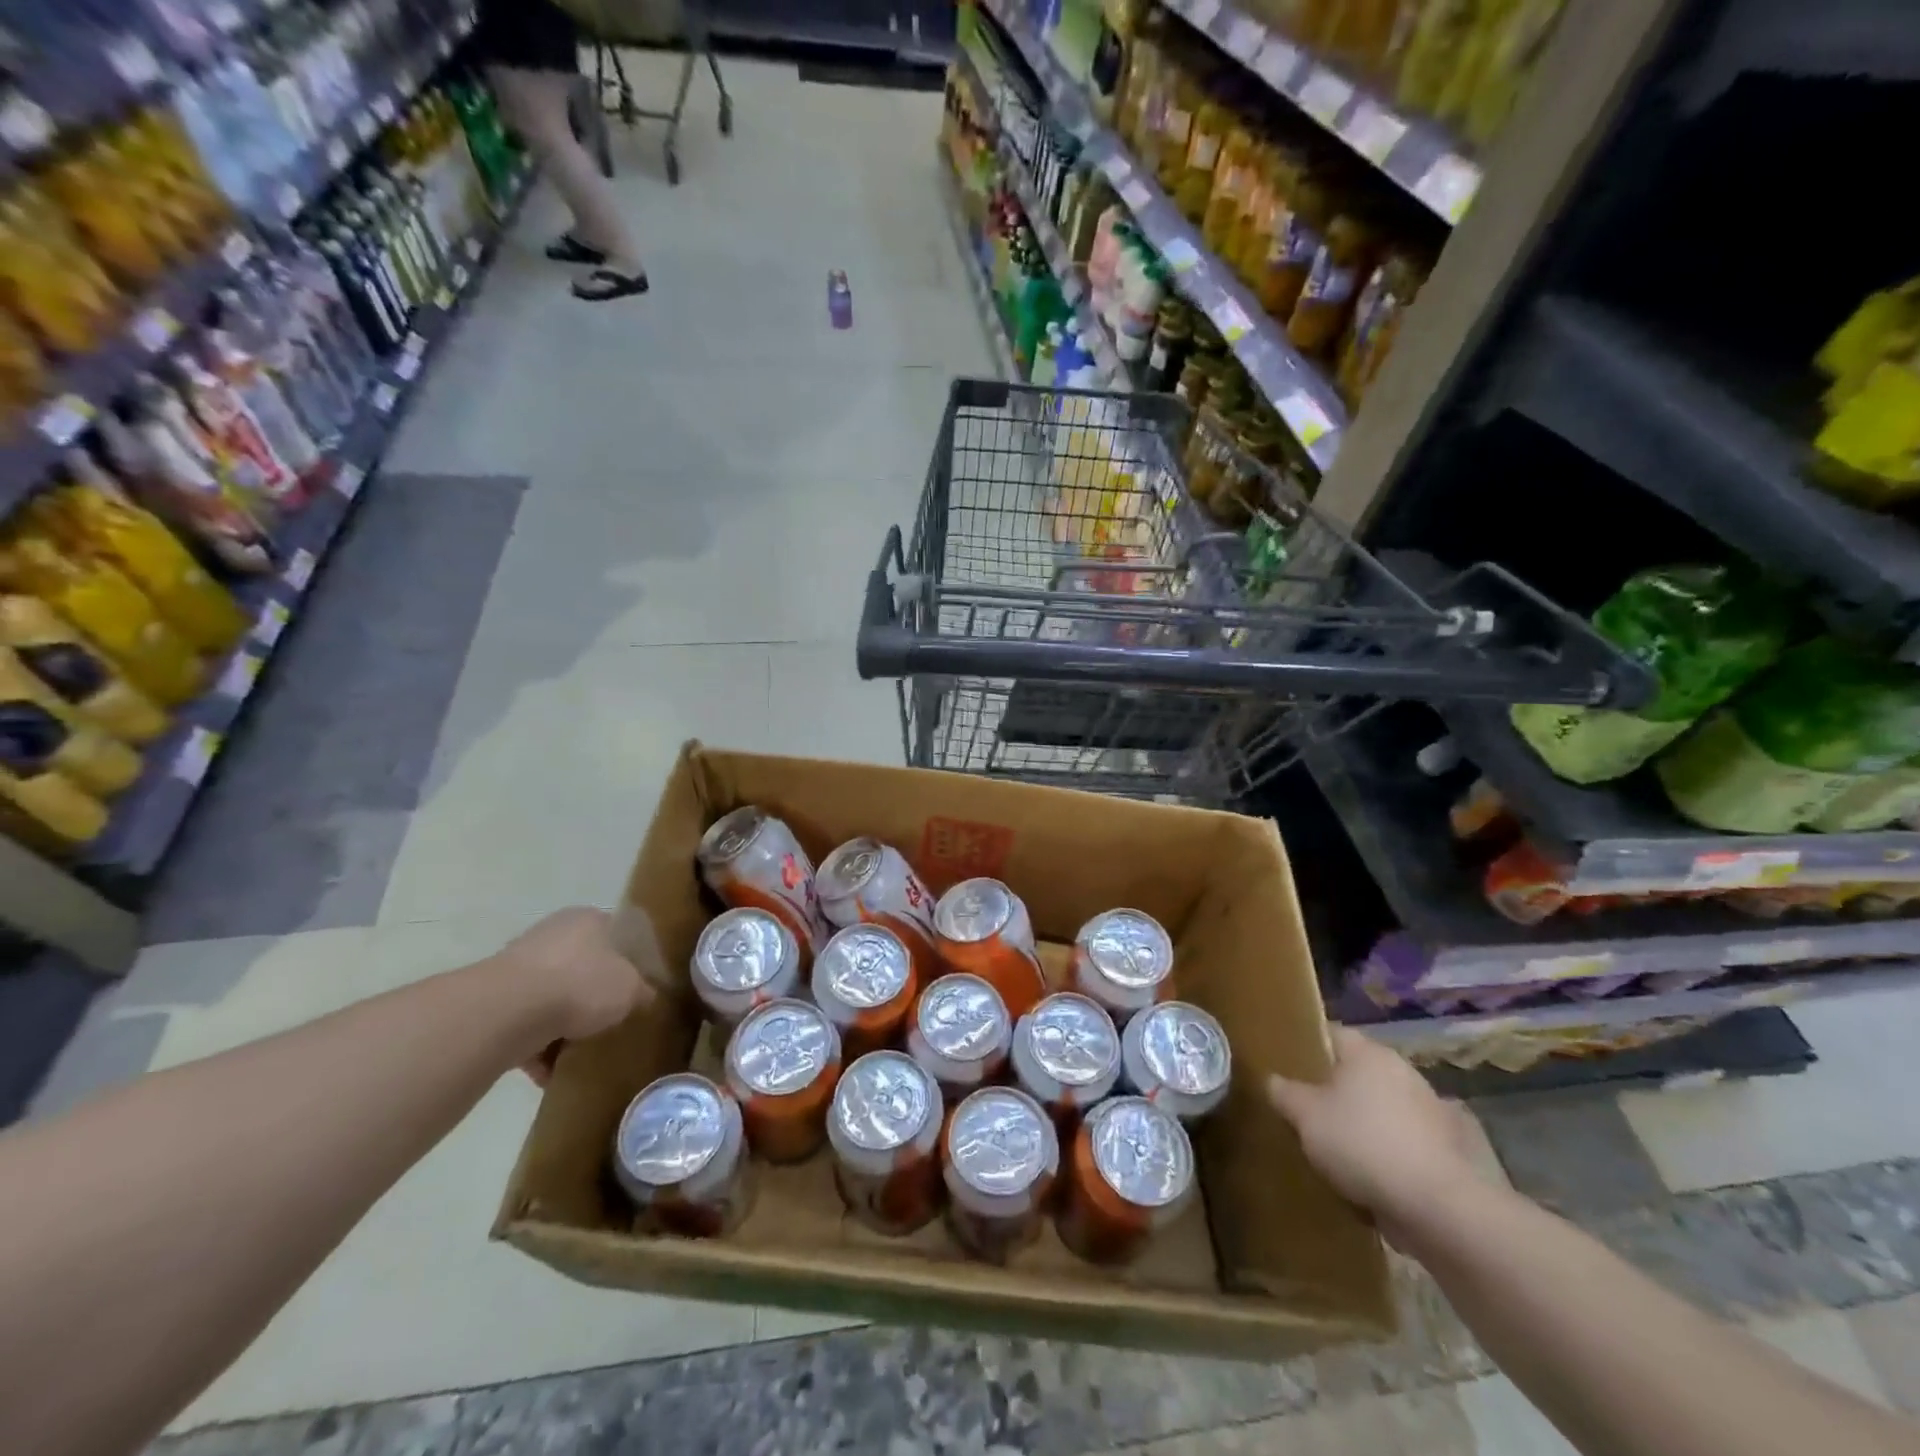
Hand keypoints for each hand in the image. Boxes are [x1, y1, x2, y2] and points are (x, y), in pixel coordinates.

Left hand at [493, 907, 653, 1082]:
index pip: (617, 935)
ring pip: (552, 996)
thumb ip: (642, 991)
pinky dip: (536, 1045)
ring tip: (577, 1053)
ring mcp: (520, 964)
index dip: (630, 962)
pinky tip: (548, 1072)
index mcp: (589, 919)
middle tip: (608, 1021)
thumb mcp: (631, 989)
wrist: (509, 1012)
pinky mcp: (494, 997)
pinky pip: (525, 1023)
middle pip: (583, 967)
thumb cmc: (581, 985)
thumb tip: (645, 996)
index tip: (636, 988)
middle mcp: (554, 933)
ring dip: (562, 1025)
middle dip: (593, 996)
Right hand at [1267, 1027, 1479, 1223]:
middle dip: (1336, 1089)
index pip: (1333, 1034)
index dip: (1308, 1046)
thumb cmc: (1362, 1144)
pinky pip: (1406, 1141)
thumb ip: (1284, 1093)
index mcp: (1369, 1054)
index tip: (1289, 1066)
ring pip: (1384, 1107)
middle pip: (1360, 1072)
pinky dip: (1390, 1152)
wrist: (1439, 1208)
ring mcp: (1432, 1111)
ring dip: (1365, 1122)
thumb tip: (1271, 1080)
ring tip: (1338, 1148)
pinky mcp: (1449, 1150)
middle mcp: (1404, 1072)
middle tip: (1308, 1109)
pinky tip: (1371, 1175)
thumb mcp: (1305, 1117)